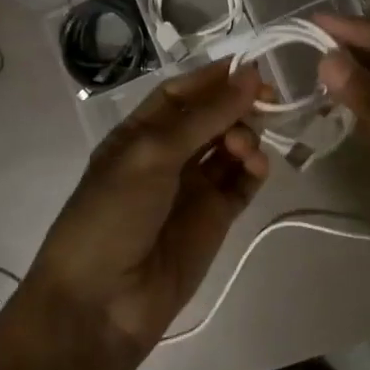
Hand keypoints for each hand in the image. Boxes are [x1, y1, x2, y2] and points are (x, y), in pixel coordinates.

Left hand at [23, 61, 268, 362]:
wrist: (102, 302)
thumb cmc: (113, 214)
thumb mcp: (152, 155)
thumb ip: (205, 116)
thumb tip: (250, 75)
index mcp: (139, 133)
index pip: (181, 93)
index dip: (213, 78)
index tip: (250, 67)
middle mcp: (167, 155)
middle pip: (211, 117)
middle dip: (237, 105)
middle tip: (267, 100)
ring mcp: (192, 187)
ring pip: (230, 147)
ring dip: (245, 136)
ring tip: (245, 147)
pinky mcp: (215, 218)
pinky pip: (241, 183)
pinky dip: (254, 170)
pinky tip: (256, 166)